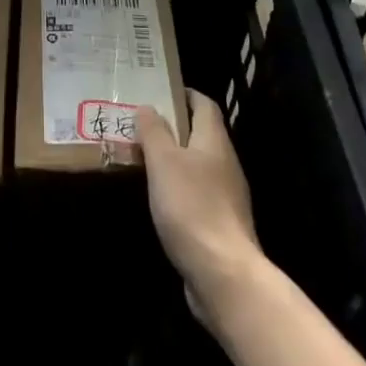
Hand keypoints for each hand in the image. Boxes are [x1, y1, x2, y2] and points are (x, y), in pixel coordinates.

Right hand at [137, 91, 264, 321]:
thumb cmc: (191, 206)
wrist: (223, 274)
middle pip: (200, 133)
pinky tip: (158, 196)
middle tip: (139, 124)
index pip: (204, 104)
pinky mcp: (220, 223)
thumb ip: (154, 131)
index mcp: (214, 141)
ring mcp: (226, 195)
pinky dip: (177, 186)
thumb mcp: (164, 161)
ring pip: (197, 164)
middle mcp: (225, 163)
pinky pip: (196, 192)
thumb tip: (148, 107)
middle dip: (172, 126)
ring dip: (172, 158)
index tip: (158, 91)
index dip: (184, 94)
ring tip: (141, 158)